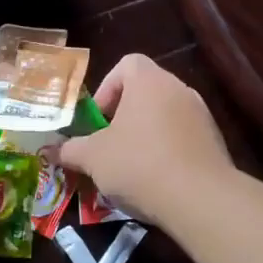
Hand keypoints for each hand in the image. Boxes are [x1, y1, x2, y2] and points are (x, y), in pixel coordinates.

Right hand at [49, 54, 233, 227]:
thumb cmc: (139, 164)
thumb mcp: (93, 158)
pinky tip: (156, 180)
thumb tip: (48, 150)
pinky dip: (167, 151)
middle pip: (146, 91)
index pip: (127, 63)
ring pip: (165, 115)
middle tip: (108, 144)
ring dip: (146, 134)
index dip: (107, 86)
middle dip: (124, 116)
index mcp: (149, 82)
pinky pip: (183, 137)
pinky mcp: (214, 142)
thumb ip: (69, 150)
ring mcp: (201, 115)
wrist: (200, 199)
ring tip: (130, 166)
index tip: (98, 118)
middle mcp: (179, 90)